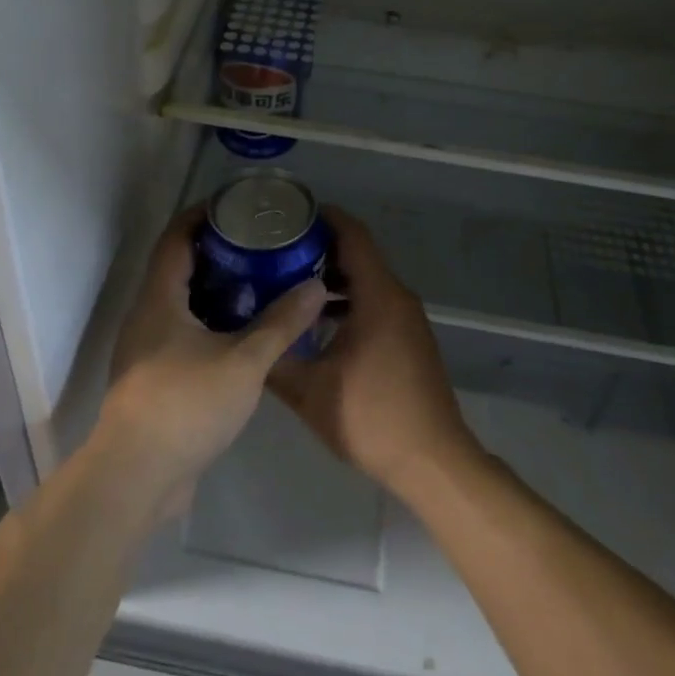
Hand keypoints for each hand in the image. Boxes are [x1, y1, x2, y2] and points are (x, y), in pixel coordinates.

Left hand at [96, 207, 330, 522]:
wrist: (138, 476)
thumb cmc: (186, 405)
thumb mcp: (244, 361)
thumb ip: (281, 323)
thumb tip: (315, 286)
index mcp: (159, 299)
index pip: (176, 238)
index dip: (201, 216)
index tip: (235, 206)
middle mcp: (146, 316)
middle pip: (178, 268)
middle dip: (216, 253)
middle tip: (259, 246)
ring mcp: (147, 350)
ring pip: (182, 305)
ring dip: (215, 292)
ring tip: (259, 285)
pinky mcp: (154, 379)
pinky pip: (184, 335)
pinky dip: (211, 324)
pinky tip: (244, 336)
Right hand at [269, 208, 479, 499]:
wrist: (432, 462)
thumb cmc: (371, 418)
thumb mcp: (309, 391)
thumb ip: (274, 359)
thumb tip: (243, 339)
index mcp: (378, 296)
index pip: (353, 236)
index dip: (324, 218)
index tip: (290, 214)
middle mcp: (397, 298)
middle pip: (359, 255)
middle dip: (319, 249)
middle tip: (276, 250)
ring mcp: (407, 320)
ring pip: (367, 282)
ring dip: (332, 278)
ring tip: (288, 283)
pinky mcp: (409, 340)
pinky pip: (376, 303)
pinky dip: (348, 301)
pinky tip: (317, 323)